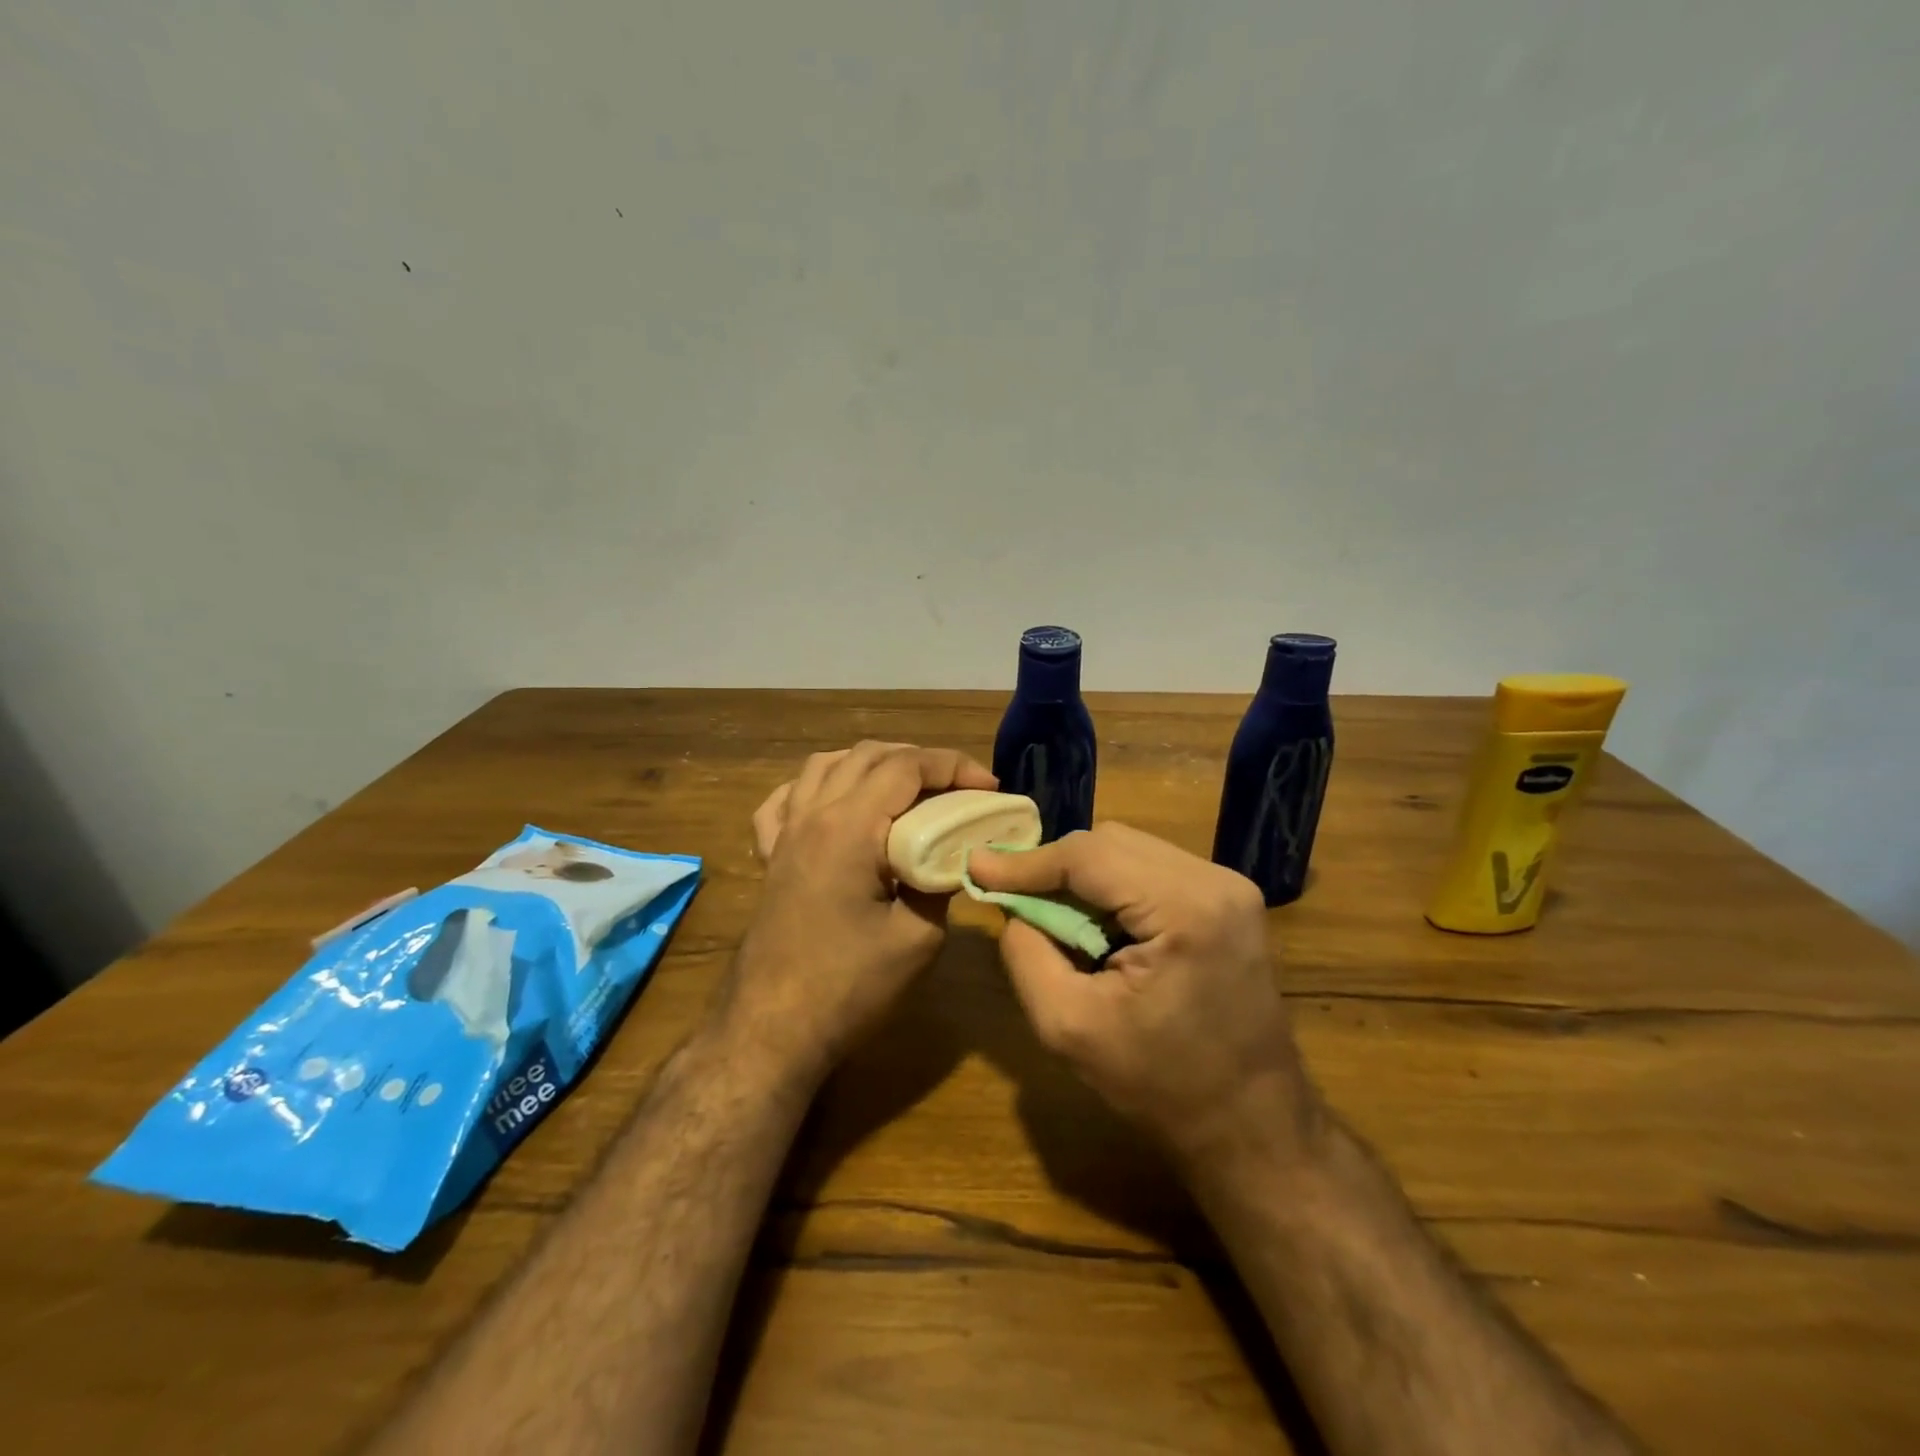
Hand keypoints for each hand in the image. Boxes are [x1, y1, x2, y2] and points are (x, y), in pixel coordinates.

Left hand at [730, 741, 997, 1086]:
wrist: (772, 1030)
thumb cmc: (848, 986)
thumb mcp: (917, 938)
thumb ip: (941, 883)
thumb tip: (954, 857)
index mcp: (850, 827)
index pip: (907, 767)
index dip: (953, 766)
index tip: (990, 786)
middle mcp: (813, 815)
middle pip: (868, 755)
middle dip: (920, 761)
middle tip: (958, 788)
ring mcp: (785, 833)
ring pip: (825, 765)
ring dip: (871, 763)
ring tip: (906, 787)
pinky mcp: (770, 857)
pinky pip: (787, 799)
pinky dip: (818, 785)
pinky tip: (835, 800)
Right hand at [969, 823, 1320, 1163]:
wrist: (1252, 1125)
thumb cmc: (1161, 1086)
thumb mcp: (1069, 1027)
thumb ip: (1026, 954)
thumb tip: (1009, 904)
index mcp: (1187, 908)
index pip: (1090, 855)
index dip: (1027, 861)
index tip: (976, 868)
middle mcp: (1216, 880)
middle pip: (1111, 842)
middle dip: (1055, 867)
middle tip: (1013, 898)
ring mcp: (1230, 885)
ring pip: (1130, 850)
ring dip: (1084, 877)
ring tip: (1055, 918)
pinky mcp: (1230, 899)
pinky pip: (1152, 869)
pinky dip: (1113, 887)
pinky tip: (1098, 924)